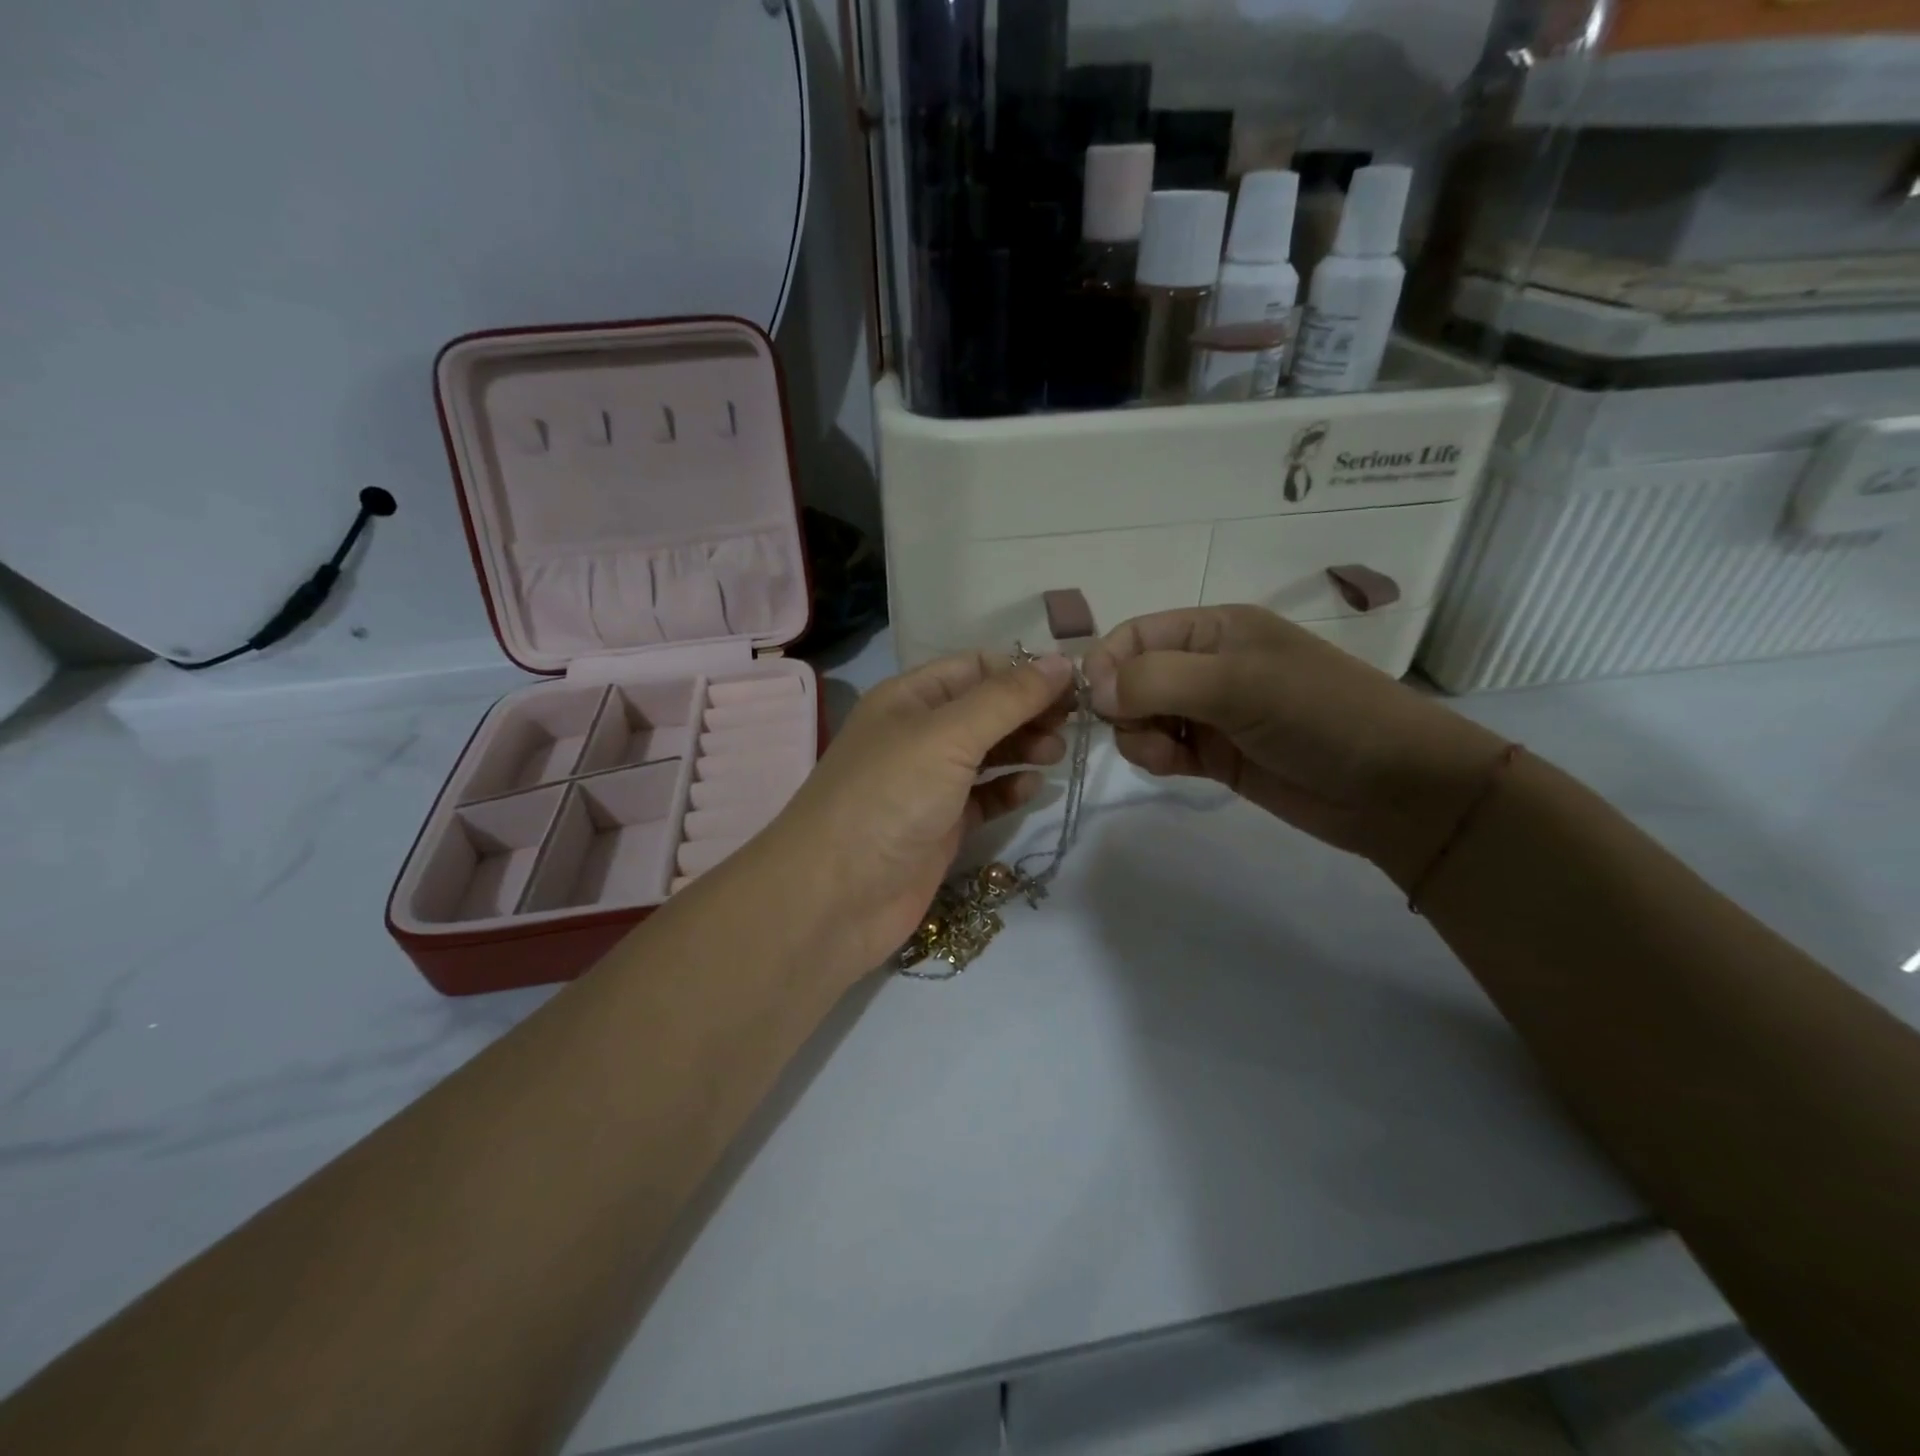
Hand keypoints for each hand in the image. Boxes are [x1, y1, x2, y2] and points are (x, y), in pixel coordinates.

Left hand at [752, 652, 1075, 977]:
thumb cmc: (888, 797)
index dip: (1023, 670)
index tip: (1074, 683)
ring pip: (988, 753)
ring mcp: (929, 783)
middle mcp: (918, 735)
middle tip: (1075, 721)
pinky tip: (1033, 788)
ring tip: (1057, 752)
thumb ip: (1007, 699)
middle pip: (986, 710)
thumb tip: (1061, 663)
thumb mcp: (948, 735)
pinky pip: (984, 798)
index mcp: (911, 698)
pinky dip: (1009, 790)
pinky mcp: (940, 827)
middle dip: (1029, 710)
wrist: (835, 897)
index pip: (976, 667)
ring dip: (1024, 747)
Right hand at [1082, 607, 1507, 888]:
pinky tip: (1175, 767)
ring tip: (1167, 755)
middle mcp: (1207, 665)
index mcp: (1216, 629)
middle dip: (1123, 705)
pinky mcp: (1215, 754)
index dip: (1107, 662)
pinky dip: (1156, 757)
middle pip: (1132, 676)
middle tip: (1142, 731)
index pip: (1136, 633)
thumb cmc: (1320, 716)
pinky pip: (1162, 748)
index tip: (1098, 703)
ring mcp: (1211, 712)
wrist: (1394, 789)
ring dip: (1138, 735)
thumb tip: (1097, 692)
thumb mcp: (1239, 685)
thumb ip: (1160, 680)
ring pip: (1141, 716)